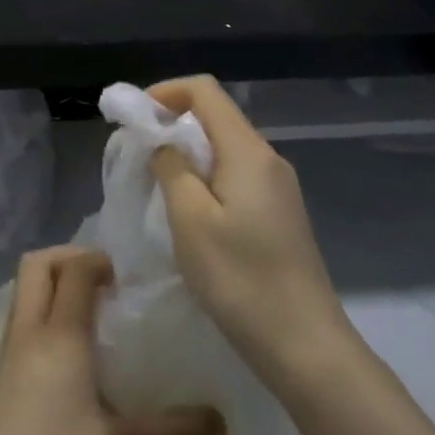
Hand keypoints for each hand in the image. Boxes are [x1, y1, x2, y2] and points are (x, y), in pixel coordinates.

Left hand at [0, 245, 223, 434]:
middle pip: (37, 264)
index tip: (126, 281)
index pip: (74, 270)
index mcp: (61, 336)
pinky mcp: (2, 367)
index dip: (99, 261)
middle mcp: (31, 330)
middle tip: (104, 281)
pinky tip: (70, 345)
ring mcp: (11, 347)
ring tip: (91, 308)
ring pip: (24, 286)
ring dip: (54, 279)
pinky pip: (22, 312)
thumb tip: (221, 421)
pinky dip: (43, 304)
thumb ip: (174, 430)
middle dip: (69, 257)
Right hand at [147, 76, 355, 380]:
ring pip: (224, 149)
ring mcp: (277, 187)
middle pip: (215, 118)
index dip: (164, 93)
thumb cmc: (240, 280)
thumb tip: (163, 140)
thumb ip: (172, 168)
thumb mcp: (191, 221)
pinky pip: (235, 176)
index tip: (131, 118)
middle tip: (135, 155)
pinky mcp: (278, 213)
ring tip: (154, 184)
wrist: (303, 343)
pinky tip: (187, 212)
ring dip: (186, 155)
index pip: (205, 91)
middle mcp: (268, 159)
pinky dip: (204, 178)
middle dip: (171, 124)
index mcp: (248, 152)